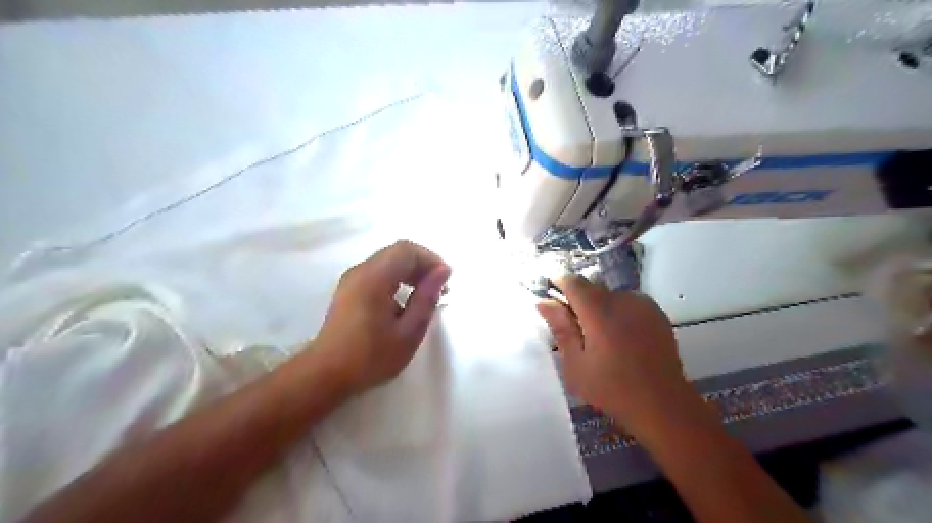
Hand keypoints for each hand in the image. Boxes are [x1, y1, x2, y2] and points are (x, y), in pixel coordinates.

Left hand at [311, 242, 449, 395]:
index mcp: (374, 278)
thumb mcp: (408, 331)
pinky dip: (396, 279)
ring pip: (387, 261)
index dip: (431, 259)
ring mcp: (351, 279)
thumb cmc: (370, 357)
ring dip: (410, 272)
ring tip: (425, 296)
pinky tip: (404, 302)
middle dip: (422, 265)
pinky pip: (378, 272)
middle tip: (439, 290)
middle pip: (397, 252)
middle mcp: (361, 271)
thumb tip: (443, 271)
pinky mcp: (348, 290)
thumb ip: (427, 298)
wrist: (325, 375)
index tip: (446, 281)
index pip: (407, 250)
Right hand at [539, 278, 697, 436]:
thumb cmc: (612, 388)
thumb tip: (544, 302)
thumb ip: (561, 328)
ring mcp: (643, 304)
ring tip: (601, 338)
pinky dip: (619, 313)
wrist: (663, 404)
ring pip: (611, 296)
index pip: (573, 282)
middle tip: (576, 330)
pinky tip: (621, 338)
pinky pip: (629, 304)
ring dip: (600, 308)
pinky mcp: (657, 314)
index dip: (559, 284)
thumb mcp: (576, 364)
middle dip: (579, 302)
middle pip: (592, 288)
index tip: (551, 297)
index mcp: (599, 310)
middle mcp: (622, 299)